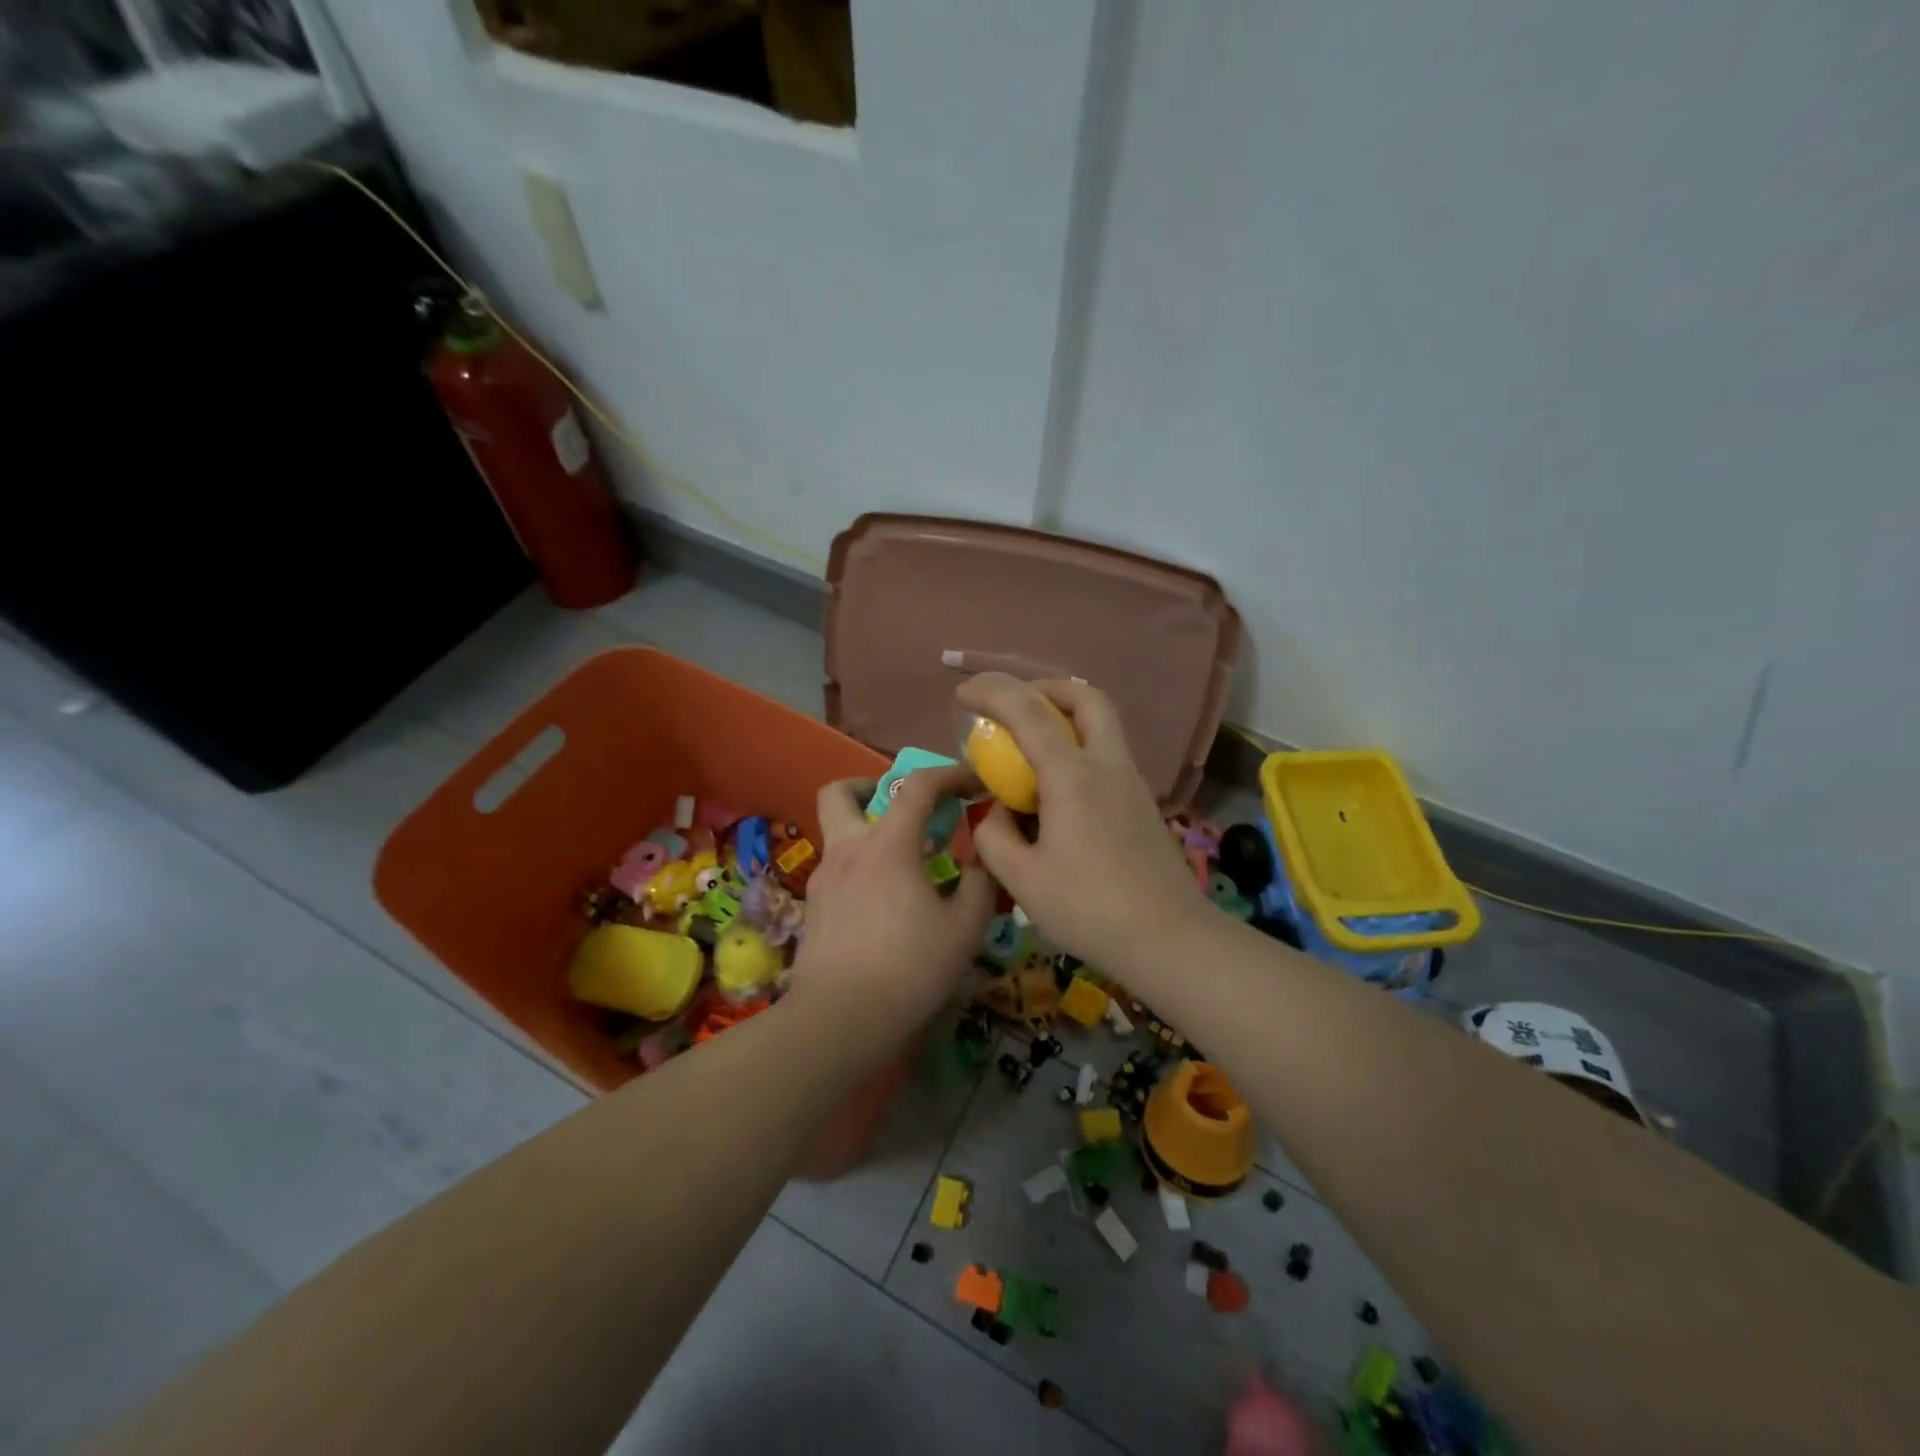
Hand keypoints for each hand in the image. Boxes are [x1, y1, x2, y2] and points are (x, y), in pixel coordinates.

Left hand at [787, 765, 993, 1040]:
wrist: (839, 1020)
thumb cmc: (909, 968)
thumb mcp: (965, 928)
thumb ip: (979, 885)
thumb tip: (977, 865)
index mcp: (887, 844)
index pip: (918, 786)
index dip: (950, 773)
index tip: (973, 780)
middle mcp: (847, 849)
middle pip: (841, 792)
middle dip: (871, 786)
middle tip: (904, 810)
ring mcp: (823, 879)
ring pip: (837, 833)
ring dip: (867, 832)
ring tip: (903, 866)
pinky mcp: (813, 909)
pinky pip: (838, 870)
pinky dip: (861, 869)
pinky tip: (883, 905)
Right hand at [959, 673, 1209, 975]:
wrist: (1169, 939)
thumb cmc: (1089, 908)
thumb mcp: (1022, 879)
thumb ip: (994, 836)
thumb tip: (994, 812)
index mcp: (1073, 776)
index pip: (1029, 711)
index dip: (992, 691)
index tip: (963, 693)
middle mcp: (1107, 765)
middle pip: (1086, 697)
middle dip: (1045, 689)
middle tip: (1015, 708)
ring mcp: (1131, 782)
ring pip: (1102, 724)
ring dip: (1064, 717)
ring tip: (1029, 748)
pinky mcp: (1141, 803)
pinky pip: (1106, 754)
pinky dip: (1077, 748)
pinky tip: (1057, 790)